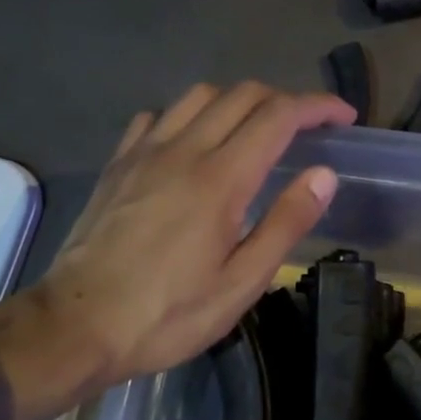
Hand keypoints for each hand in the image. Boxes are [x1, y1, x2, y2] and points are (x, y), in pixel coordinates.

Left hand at [33, 81, 354, 385]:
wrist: (77, 325)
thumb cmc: (168, 314)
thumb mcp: (241, 283)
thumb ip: (286, 223)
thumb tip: (323, 174)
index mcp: (221, 179)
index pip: (279, 116)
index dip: (317, 107)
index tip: (343, 117)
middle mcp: (184, 150)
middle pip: (242, 94)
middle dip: (284, 100)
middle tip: (307, 128)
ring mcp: (144, 152)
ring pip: (199, 96)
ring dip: (237, 101)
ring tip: (254, 131)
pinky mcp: (118, 164)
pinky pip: (158, 116)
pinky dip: (188, 116)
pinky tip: (193, 144)